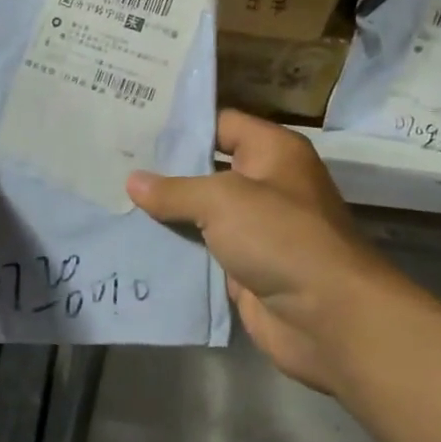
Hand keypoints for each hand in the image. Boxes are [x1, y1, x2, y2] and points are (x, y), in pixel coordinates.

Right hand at [126, 110, 440, 398]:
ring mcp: (255, 228)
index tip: (133, 124)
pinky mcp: (244, 266)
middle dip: (163, 169)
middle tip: (112, 161)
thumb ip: (175, 190)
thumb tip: (132, 181)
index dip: (179, 124)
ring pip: (201, 212)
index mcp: (272, 152)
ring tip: (112, 198)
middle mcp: (265, 184)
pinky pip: (202, 248)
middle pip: (206, 168)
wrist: (329, 318)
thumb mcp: (222, 201)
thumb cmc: (281, 237)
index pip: (220, 123)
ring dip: (164, 212)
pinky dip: (174, 247)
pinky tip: (133, 240)